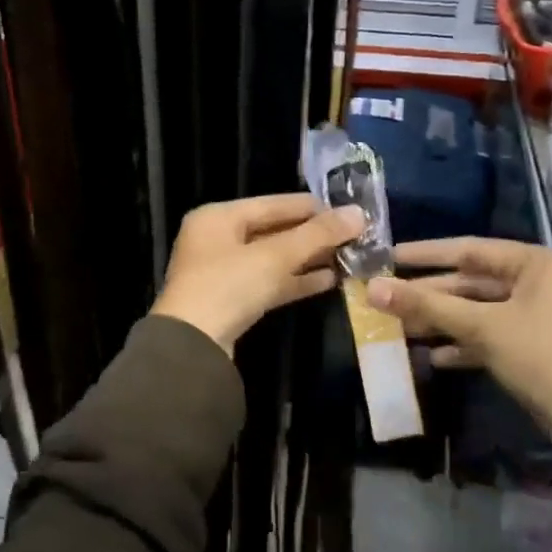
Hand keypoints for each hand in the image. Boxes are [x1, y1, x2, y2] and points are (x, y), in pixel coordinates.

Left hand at [152, 193, 364, 354]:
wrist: (192, 348)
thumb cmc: (228, 287)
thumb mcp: (275, 256)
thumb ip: (318, 234)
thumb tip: (359, 213)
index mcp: (218, 217)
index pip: (274, 203)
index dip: (313, 207)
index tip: (350, 212)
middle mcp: (217, 239)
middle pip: (274, 230)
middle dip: (313, 235)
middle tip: (354, 236)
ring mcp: (223, 272)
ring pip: (273, 259)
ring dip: (308, 259)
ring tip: (348, 257)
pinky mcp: (232, 301)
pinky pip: (269, 282)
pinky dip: (296, 280)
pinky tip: (330, 280)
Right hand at [368, 238, 551, 457]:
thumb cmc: (542, 359)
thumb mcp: (482, 328)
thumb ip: (426, 305)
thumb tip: (372, 287)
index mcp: (534, 264)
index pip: (468, 249)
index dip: (425, 254)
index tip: (388, 256)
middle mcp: (537, 283)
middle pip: (471, 282)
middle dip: (429, 294)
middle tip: (385, 298)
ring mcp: (537, 316)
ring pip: (477, 311)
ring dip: (441, 321)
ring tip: (399, 328)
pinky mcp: (534, 347)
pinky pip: (490, 336)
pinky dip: (462, 344)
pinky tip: (433, 357)